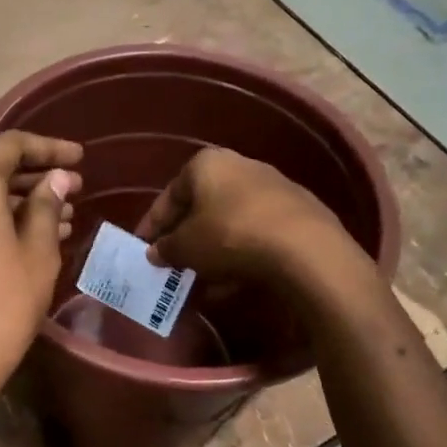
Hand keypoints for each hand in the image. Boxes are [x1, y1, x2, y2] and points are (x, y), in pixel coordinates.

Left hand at [0, 132, 82, 416]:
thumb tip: (55, 179)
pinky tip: (29, 243)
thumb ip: (46, 207)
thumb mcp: (37, 254)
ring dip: (18, 203)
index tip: (80, 159)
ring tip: (62, 220)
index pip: (10, 145)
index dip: (48, 147)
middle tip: (74, 191)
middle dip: (34, 177)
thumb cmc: (2, 304)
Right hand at [134, 148, 367, 293]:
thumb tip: (155, 252)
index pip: (169, 195)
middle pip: (201, 206)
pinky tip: (231, 283)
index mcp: (207, 164)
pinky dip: (239, 256)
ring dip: (211, 250)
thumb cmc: (230, 236)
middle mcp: (240, 166)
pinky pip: (255, 235)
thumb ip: (166, 248)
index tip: (142, 248)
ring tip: (199, 281)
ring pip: (229, 222)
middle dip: (185, 237)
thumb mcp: (186, 247)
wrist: (304, 249)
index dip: (152, 225)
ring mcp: (272, 188)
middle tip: (172, 264)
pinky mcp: (296, 213)